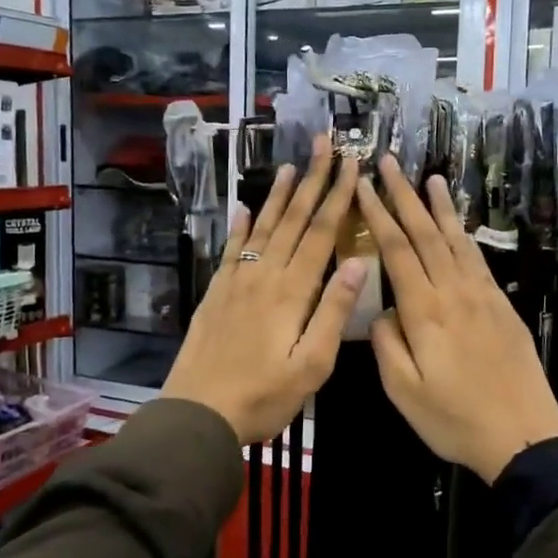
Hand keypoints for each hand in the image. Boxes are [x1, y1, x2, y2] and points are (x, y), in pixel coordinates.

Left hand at [163, 138, 365, 443]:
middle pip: (292, 220)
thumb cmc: (264, 396)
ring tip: (289, 165)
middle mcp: (264, 276)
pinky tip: (242, 208)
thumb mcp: (312, 365)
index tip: (352, 164)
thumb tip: (358, 262)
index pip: (321, 233)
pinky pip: (231, 250)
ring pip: (261, 228)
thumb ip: (333, 313)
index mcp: (292, 292)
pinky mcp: (216, 294)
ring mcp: (236, 282)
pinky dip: (238, 226)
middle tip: (322, 144)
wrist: (199, 414)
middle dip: (311, 180)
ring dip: (277, 195)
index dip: (338, 197)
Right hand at [357, 158, 557, 483]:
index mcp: (424, 312)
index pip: (396, 251)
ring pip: (456, 240)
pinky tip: (460, 224)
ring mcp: (482, 296)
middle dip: (404, 196)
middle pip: (426, 234)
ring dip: (440, 207)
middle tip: (390, 162)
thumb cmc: (455, 419)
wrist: (523, 434)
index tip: (363, 185)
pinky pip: (478, 258)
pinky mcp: (501, 305)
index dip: (378, 215)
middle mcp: (454, 292)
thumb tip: (381, 310)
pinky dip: (465, 234)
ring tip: (431, 177)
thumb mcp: (404, 391)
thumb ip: (387, 344)